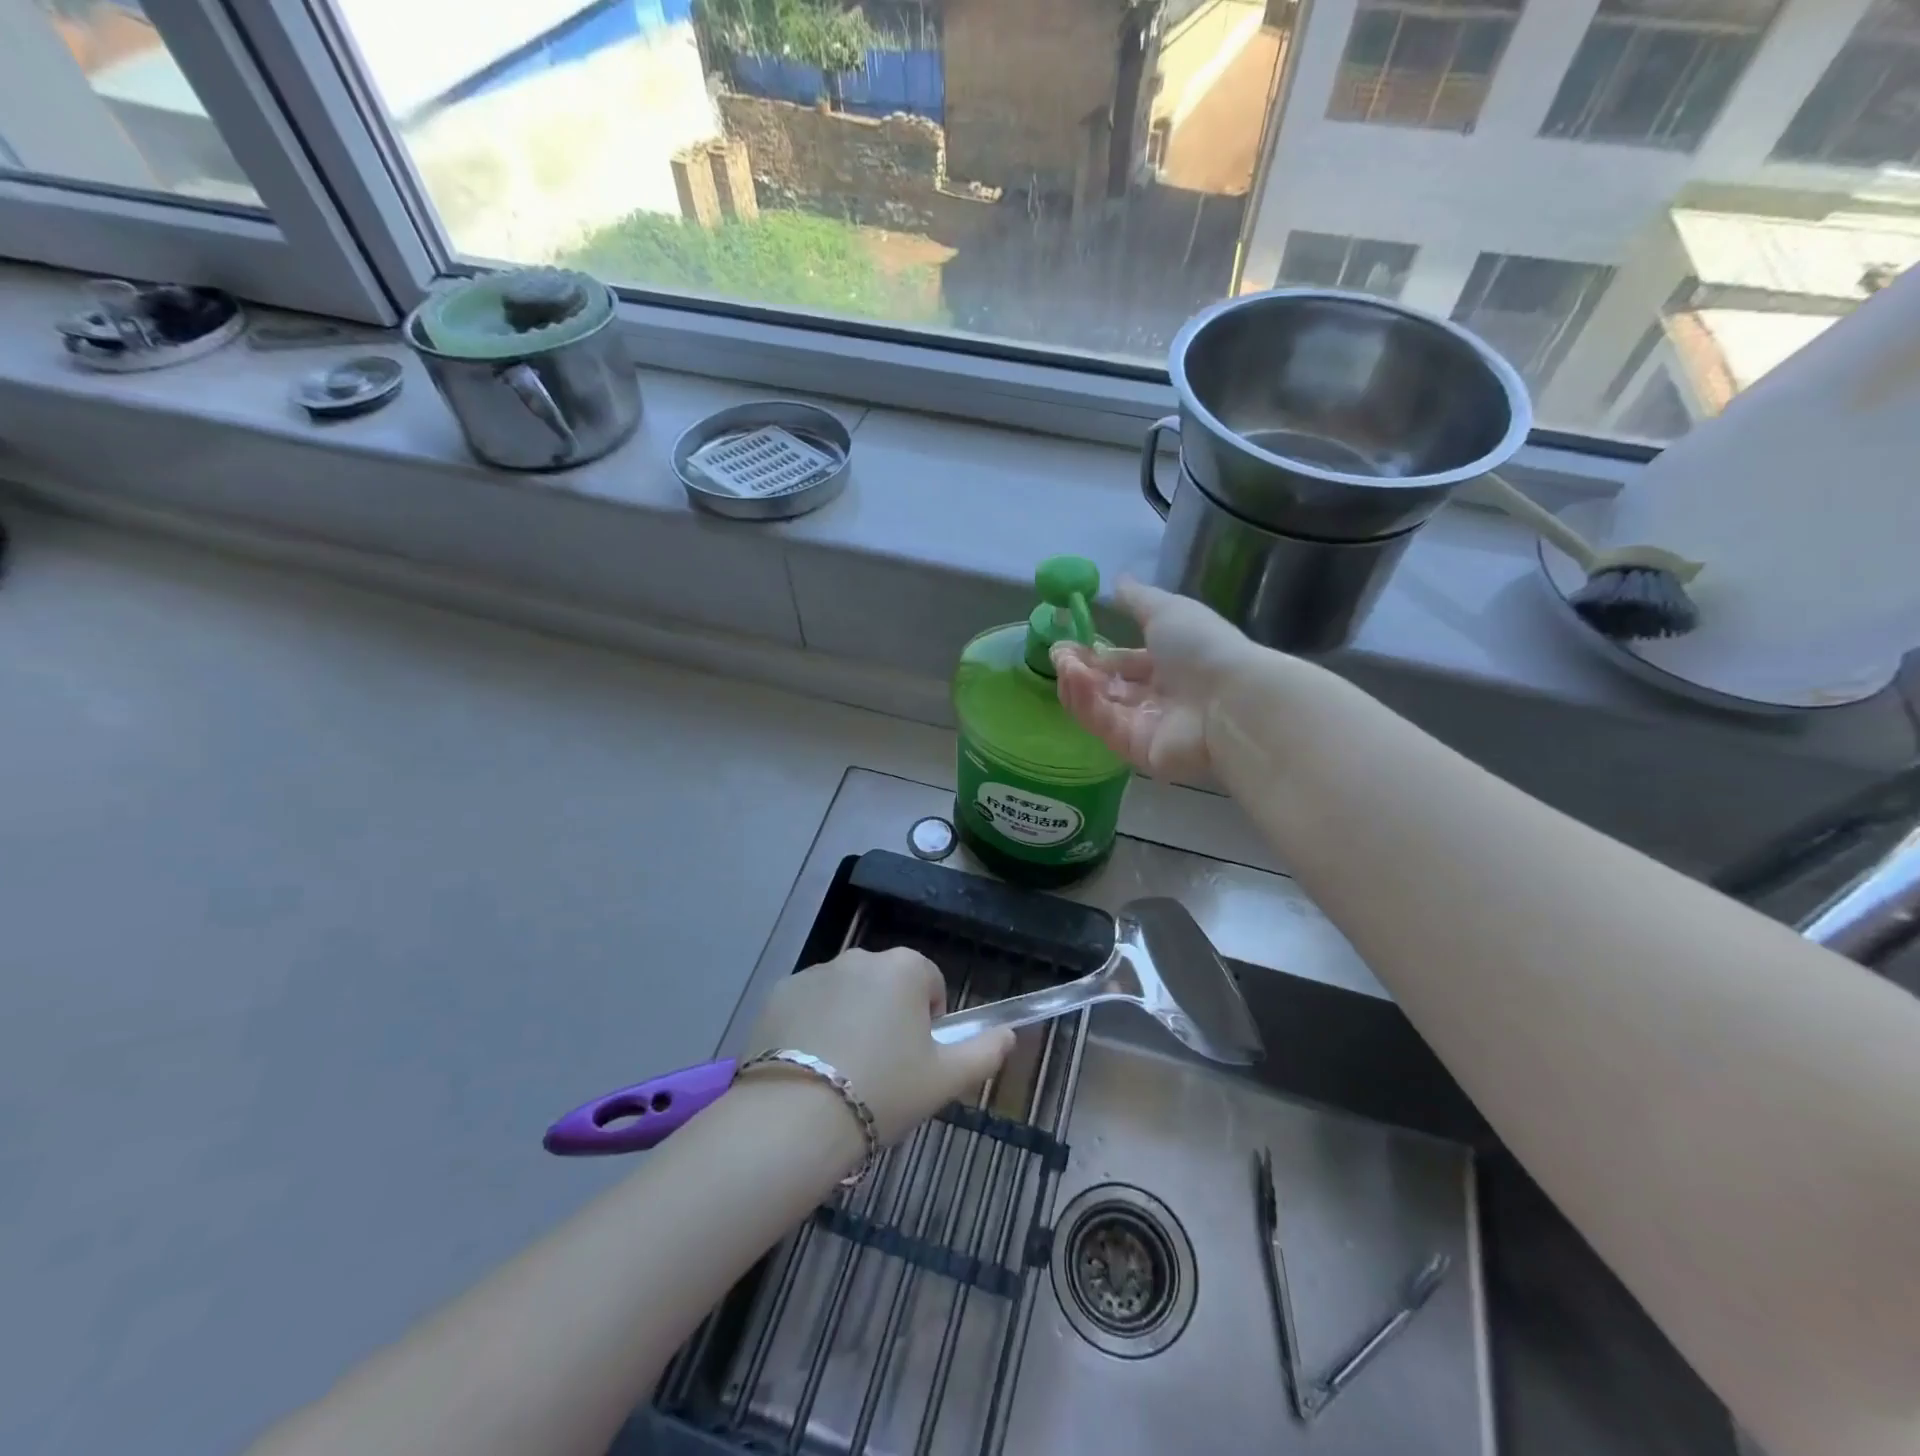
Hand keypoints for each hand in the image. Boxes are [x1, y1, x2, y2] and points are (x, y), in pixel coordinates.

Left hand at [743, 947, 1014, 1146]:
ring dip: (851, 1018)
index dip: (929, 1022)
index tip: (917, 1060)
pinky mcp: (779, 992)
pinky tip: (808, 1067)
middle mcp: (860, 957)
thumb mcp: (946, 1080)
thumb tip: (1009, 1034)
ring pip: (847, 993)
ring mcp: (815, 971)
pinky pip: (808, 1004)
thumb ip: (985, 1052)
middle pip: (886, 984)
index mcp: (905, 968)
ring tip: (840, 1073)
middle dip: (889, 1016)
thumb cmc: (884, 1092)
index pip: (930, 983)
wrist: (796, 1116)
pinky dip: (813, 1025)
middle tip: (882, 1070)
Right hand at [1052, 579, 1263, 780]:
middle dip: (1079, 669)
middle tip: (1058, 655)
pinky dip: (1086, 702)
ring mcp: (1145, 726)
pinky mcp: (1136, 751)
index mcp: (1167, 664)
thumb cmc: (1202, 648)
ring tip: (1065, 664)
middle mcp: (1156, 697)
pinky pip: (1104, 725)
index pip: (1122, 663)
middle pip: (1106, 687)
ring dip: (1077, 684)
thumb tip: (1116, 581)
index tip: (1066, 643)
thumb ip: (1137, 599)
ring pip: (1099, 706)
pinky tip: (1075, 679)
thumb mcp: (1168, 610)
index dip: (1094, 654)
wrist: (1231, 701)